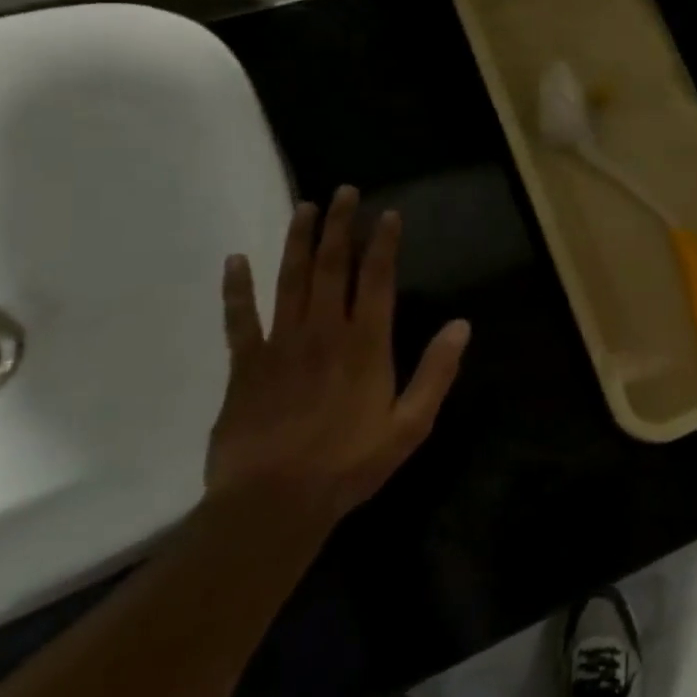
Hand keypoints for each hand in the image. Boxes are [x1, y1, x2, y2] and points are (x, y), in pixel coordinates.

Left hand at [208, 186, 469, 525]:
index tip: (387, 214)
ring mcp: (280, 345)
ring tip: (304, 208)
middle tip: (344, 192)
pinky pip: (240, 318)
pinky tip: (235, 261)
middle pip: (332, 267)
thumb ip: (436, 372)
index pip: (377, 280)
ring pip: (290, 280)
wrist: (272, 504)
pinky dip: (237, 288)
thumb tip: (461, 325)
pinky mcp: (245, 366)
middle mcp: (323, 332)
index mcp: (366, 345)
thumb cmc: (349, 464)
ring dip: (298, 241)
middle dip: (340, 227)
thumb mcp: (410, 425)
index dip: (383, 244)